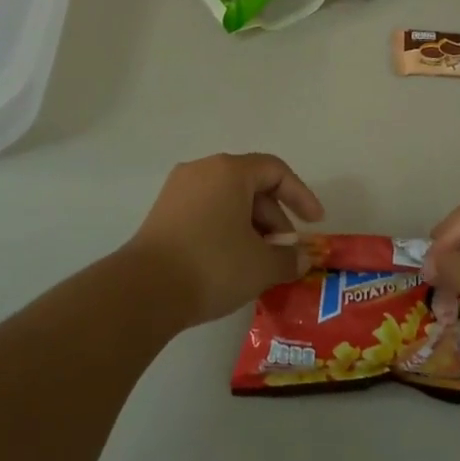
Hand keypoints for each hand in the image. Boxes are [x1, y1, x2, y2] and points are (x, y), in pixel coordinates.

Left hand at [124, 153, 323, 326]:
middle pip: (251, 185)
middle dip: (275, 218)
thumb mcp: (262, 265)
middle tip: (285, 251)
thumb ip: (289, 258)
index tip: (315, 223)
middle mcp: (202, 170)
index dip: (301, 195)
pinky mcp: (162, 213)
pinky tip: (232, 262)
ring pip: (228, 200)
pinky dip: (226, 230)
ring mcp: (177, 190)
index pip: (276, 171)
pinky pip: (206, 212)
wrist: (144, 291)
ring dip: (251, 227)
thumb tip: (302, 258)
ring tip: (260, 262)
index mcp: (229, 171)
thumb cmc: (213, 266)